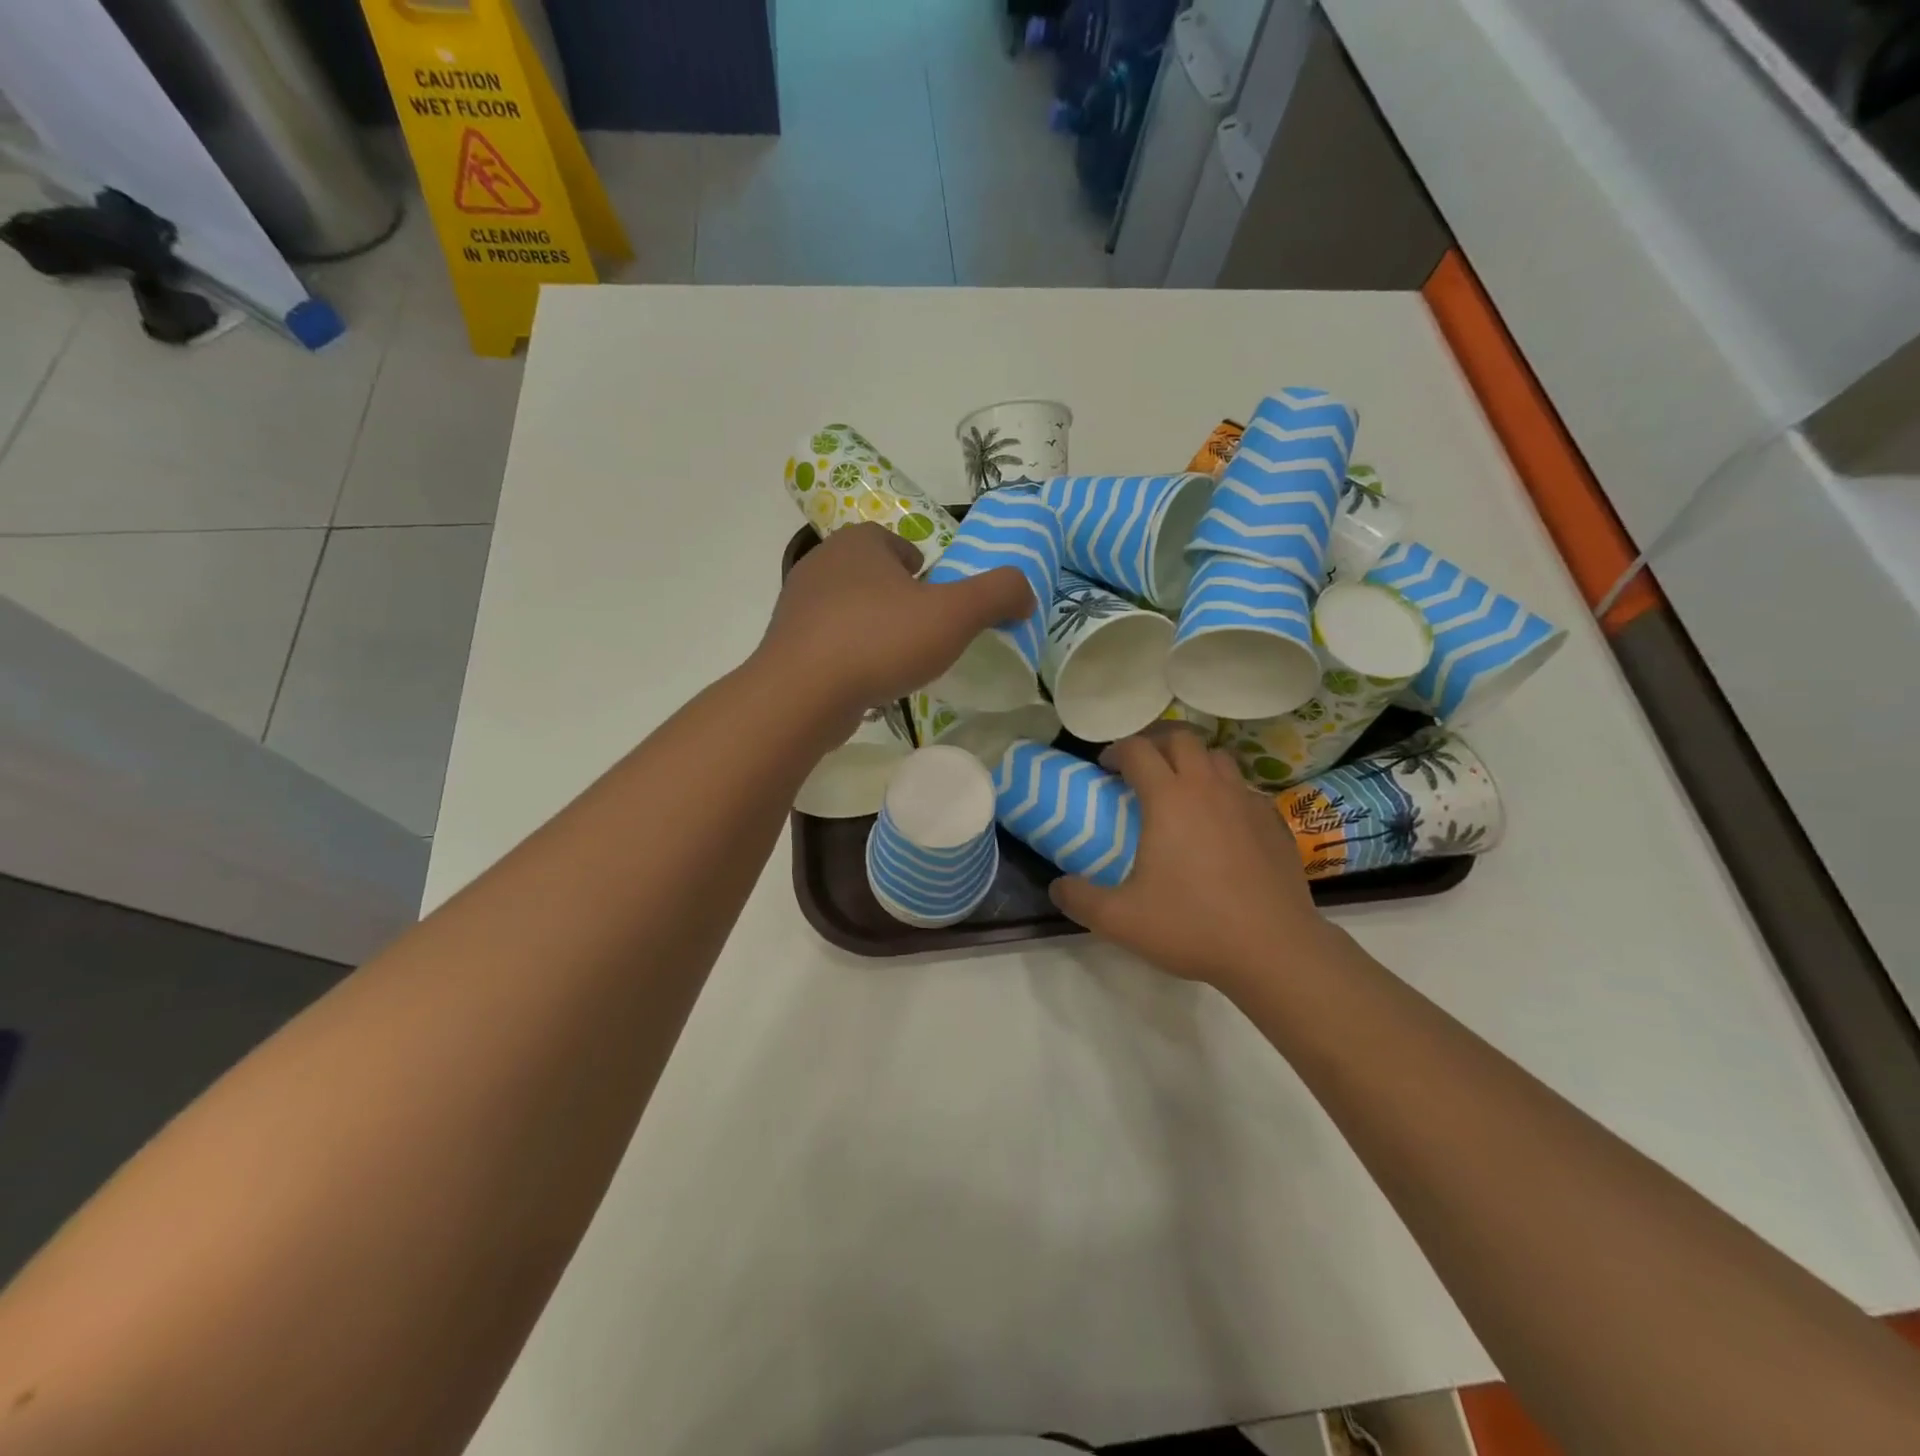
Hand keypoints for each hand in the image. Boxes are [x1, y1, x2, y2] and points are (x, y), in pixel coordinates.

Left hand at [759, 523, 1034, 726]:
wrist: (802, 694)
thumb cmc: (880, 640)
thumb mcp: (954, 614)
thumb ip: (997, 594)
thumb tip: (1025, 591)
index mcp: (858, 543)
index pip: (896, 543)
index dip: (922, 569)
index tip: (937, 600)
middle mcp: (822, 565)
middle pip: (872, 576)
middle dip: (898, 599)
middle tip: (924, 633)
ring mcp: (797, 607)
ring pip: (849, 610)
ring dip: (873, 628)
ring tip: (897, 661)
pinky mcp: (787, 646)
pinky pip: (829, 644)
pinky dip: (850, 657)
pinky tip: (865, 682)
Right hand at [1049, 726, 1342, 991]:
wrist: (1274, 948)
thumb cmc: (1192, 925)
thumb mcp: (1120, 919)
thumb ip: (1080, 899)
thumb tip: (1056, 887)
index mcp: (1169, 798)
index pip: (1138, 750)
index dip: (1117, 751)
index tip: (1106, 768)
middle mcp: (1208, 787)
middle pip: (1181, 739)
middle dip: (1155, 743)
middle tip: (1141, 768)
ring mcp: (1246, 802)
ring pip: (1218, 757)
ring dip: (1193, 761)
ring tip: (1181, 788)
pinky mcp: (1273, 822)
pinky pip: (1244, 788)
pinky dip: (1225, 790)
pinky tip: (1220, 822)